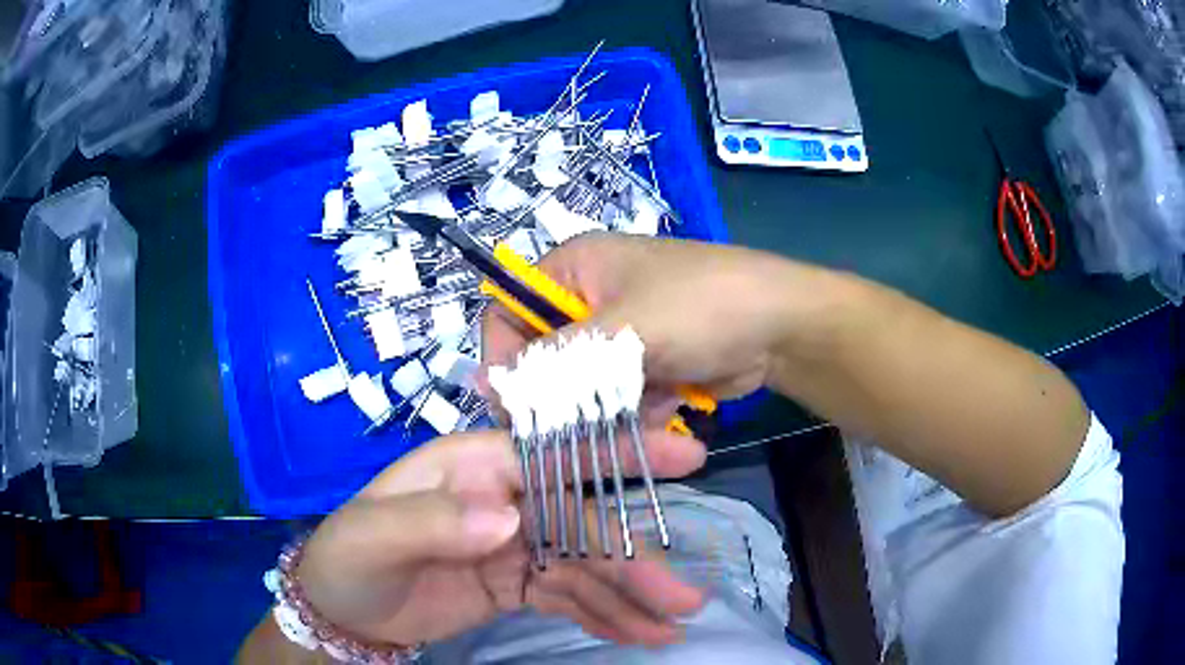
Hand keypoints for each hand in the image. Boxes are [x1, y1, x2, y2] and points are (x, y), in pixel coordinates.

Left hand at [293, 430, 706, 648]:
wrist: (341, 611)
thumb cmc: (348, 559)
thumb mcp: (373, 537)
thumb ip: (432, 521)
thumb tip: (509, 517)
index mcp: (472, 469)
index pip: (553, 456)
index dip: (616, 457)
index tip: (685, 459)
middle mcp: (503, 499)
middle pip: (581, 524)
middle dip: (633, 560)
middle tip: (682, 597)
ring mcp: (513, 545)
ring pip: (584, 567)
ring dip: (629, 596)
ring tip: (672, 627)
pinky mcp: (516, 584)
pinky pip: (569, 597)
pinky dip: (605, 614)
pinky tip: (639, 632)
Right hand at [482, 233, 835, 417]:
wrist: (779, 328)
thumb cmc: (699, 307)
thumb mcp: (620, 329)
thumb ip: (552, 360)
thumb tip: (488, 386)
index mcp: (574, 267)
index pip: (508, 309)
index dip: (503, 354)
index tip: (514, 400)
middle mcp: (589, 299)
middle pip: (544, 355)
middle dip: (565, 389)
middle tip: (582, 417)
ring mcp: (619, 335)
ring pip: (581, 385)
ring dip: (606, 405)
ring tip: (647, 402)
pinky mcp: (644, 365)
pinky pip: (615, 398)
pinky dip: (635, 410)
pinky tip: (669, 403)